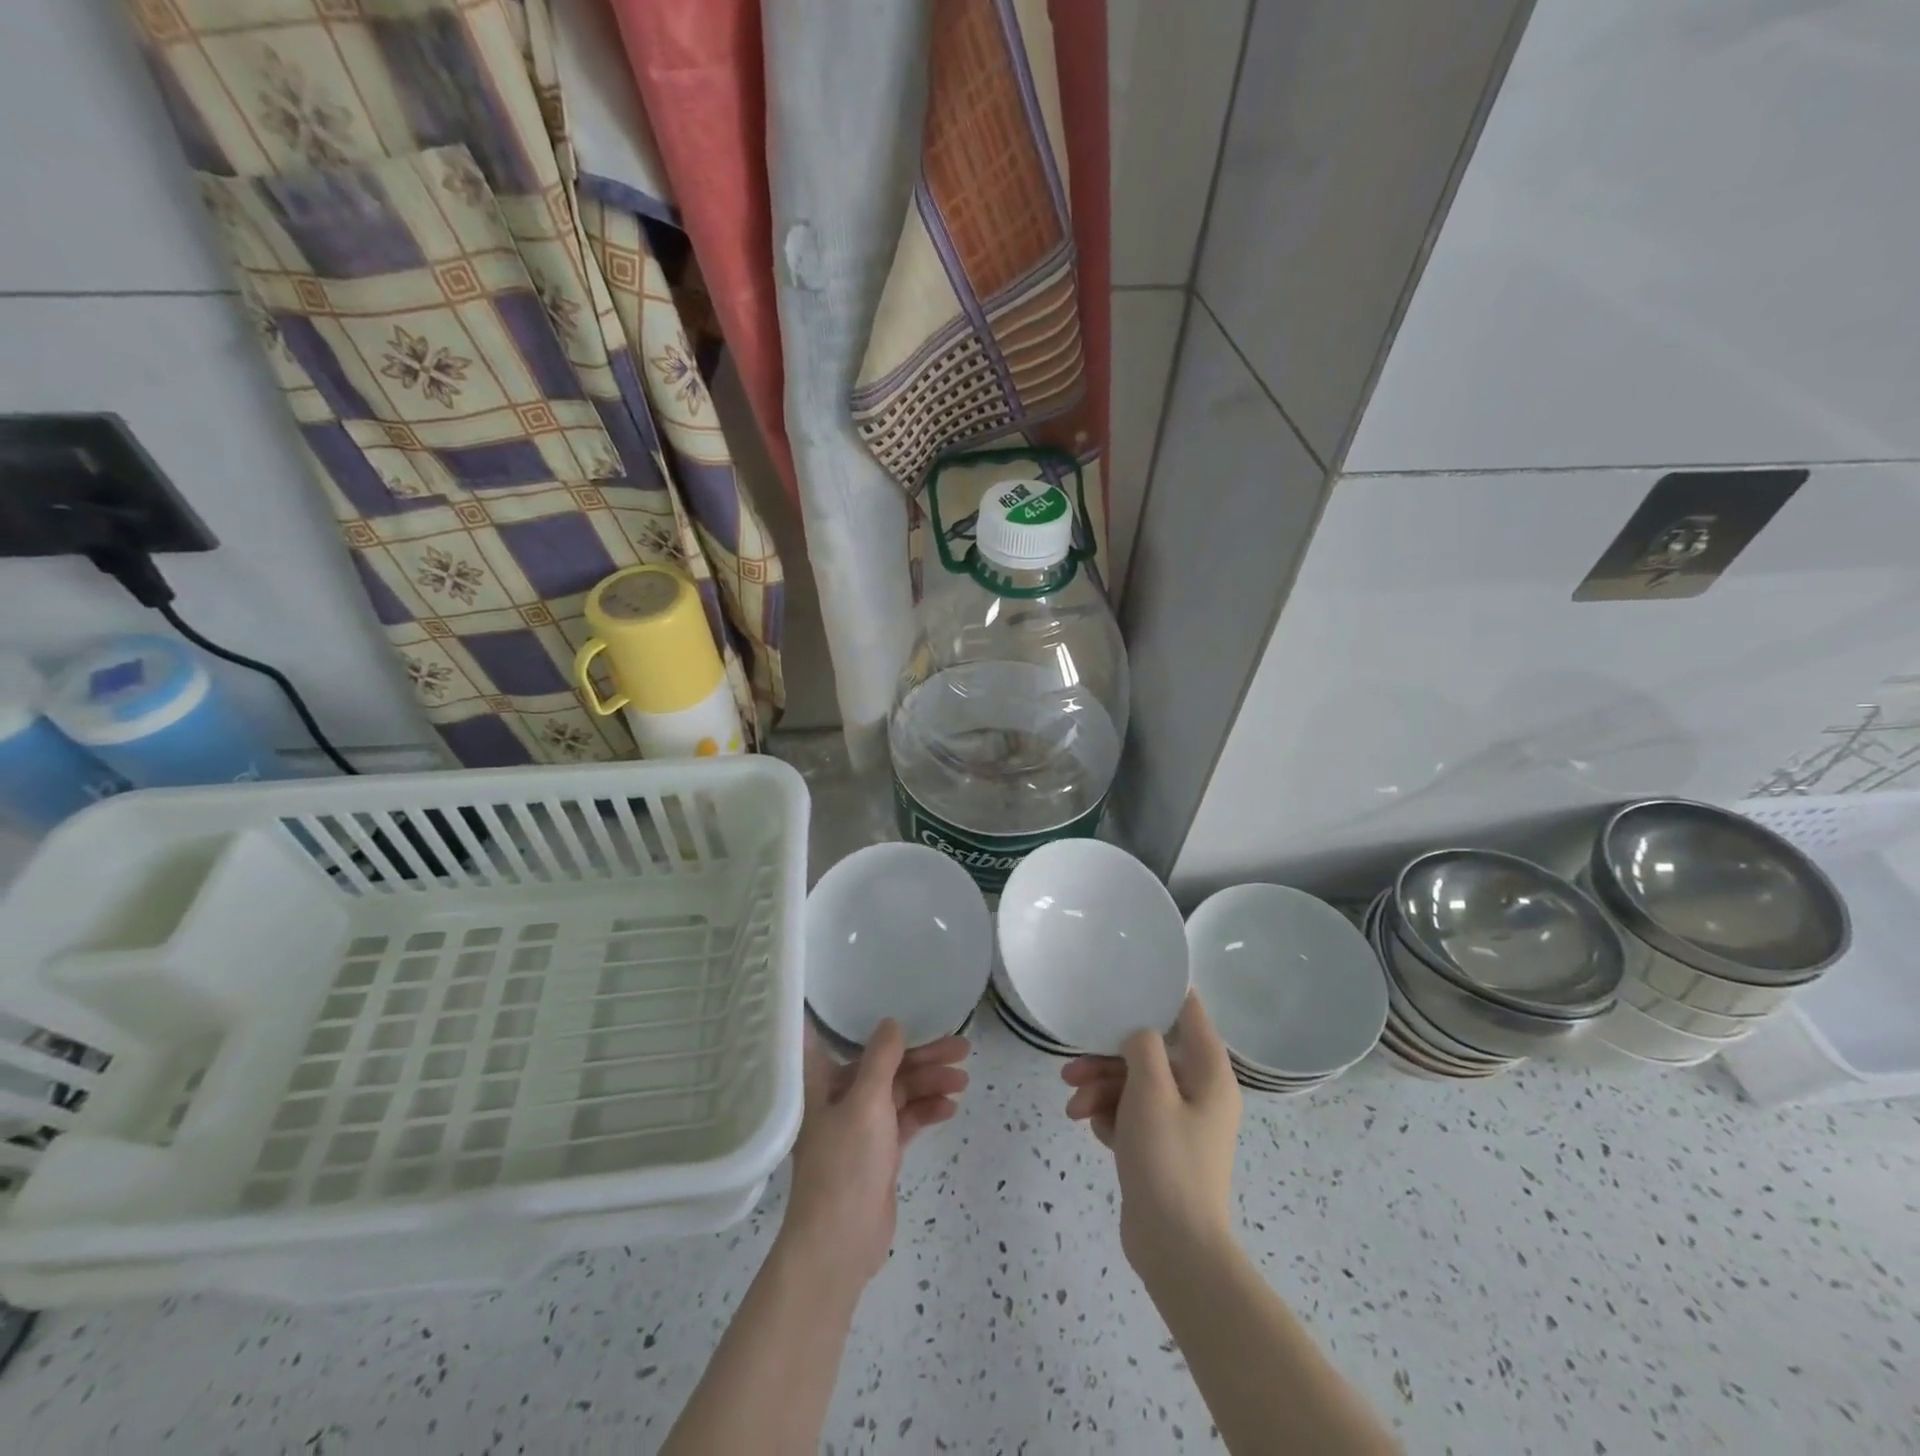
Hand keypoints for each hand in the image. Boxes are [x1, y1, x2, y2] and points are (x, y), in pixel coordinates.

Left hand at [780, 1020, 969, 1284]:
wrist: (840, 1244)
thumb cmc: (845, 1164)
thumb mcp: (866, 1102)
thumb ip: (881, 1059)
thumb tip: (892, 1022)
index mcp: (823, 1082)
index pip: (842, 1039)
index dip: (867, 1023)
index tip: (902, 1007)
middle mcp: (840, 1099)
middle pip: (885, 1066)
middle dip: (922, 1057)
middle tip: (961, 1047)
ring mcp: (861, 1127)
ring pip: (899, 1092)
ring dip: (929, 1083)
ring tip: (963, 1079)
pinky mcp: (879, 1153)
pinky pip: (906, 1120)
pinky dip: (926, 1111)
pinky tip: (950, 1107)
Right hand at [1060, 994, 1240, 1274]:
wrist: (1175, 1248)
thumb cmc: (1168, 1159)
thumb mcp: (1151, 1091)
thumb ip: (1143, 1046)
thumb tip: (1139, 1032)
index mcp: (1210, 1073)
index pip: (1189, 1013)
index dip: (1160, 993)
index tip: (1125, 981)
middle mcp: (1199, 1092)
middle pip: (1150, 1053)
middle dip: (1107, 1059)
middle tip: (1071, 1070)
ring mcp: (1180, 1122)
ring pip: (1134, 1084)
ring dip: (1100, 1090)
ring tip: (1073, 1108)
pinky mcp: (1160, 1147)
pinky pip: (1131, 1115)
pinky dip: (1109, 1116)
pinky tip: (1091, 1128)